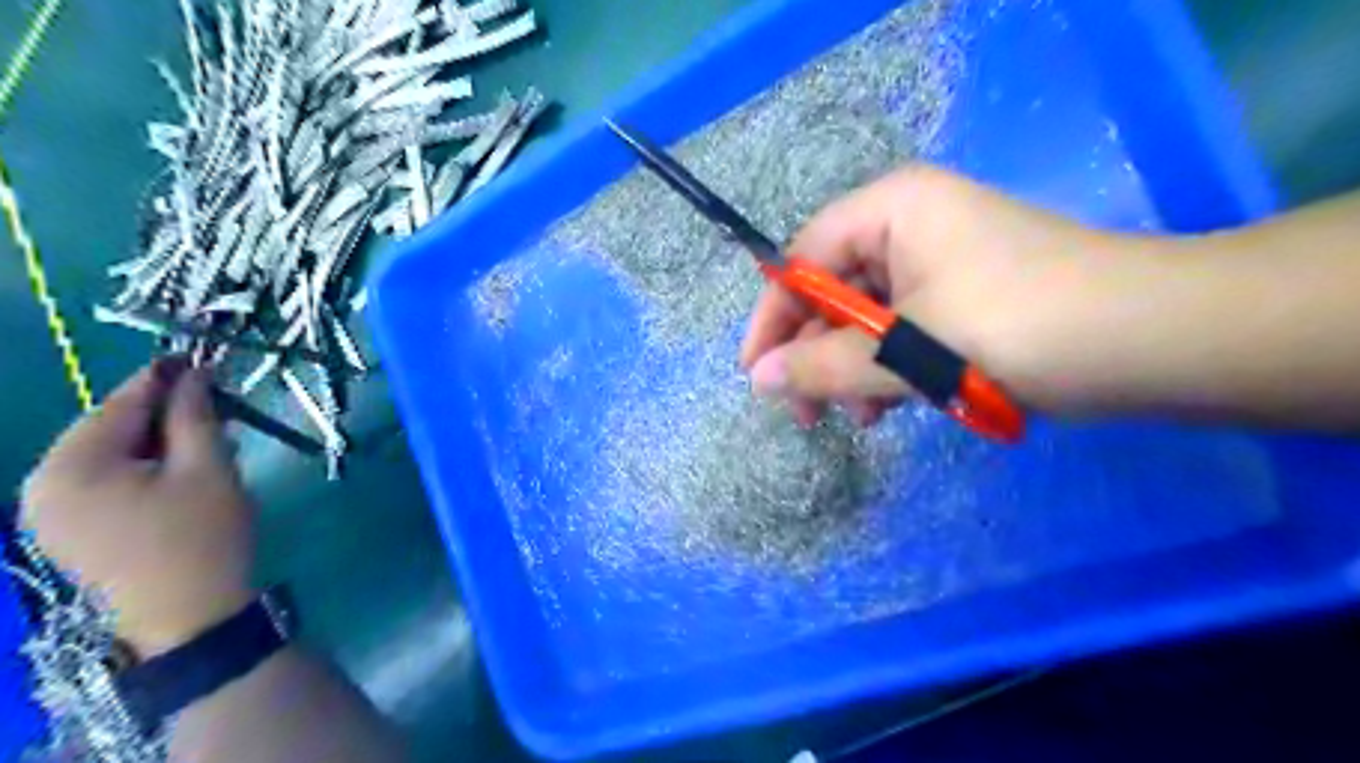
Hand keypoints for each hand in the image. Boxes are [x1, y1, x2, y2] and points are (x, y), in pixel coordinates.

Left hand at [20, 359, 255, 658]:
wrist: (191, 615)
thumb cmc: (203, 535)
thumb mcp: (209, 467)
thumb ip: (195, 415)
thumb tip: (193, 373)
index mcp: (69, 468)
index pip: (119, 405)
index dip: (163, 379)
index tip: (199, 359)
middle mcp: (40, 486)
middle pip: (107, 430)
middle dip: (161, 416)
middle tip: (214, 408)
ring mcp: (46, 514)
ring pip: (107, 456)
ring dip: (156, 443)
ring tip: (205, 442)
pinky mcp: (67, 532)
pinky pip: (102, 482)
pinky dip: (142, 469)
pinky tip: (179, 473)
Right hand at [740, 164, 1150, 424]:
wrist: (1153, 343)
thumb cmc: (1019, 328)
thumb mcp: (909, 351)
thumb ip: (826, 366)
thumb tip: (759, 380)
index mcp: (890, 210)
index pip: (803, 260)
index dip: (773, 318)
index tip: (754, 374)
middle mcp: (908, 225)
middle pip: (833, 291)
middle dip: (816, 354)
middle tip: (807, 413)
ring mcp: (938, 262)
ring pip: (867, 318)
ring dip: (853, 370)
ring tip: (859, 417)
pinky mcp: (962, 298)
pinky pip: (903, 331)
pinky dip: (890, 370)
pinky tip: (891, 407)